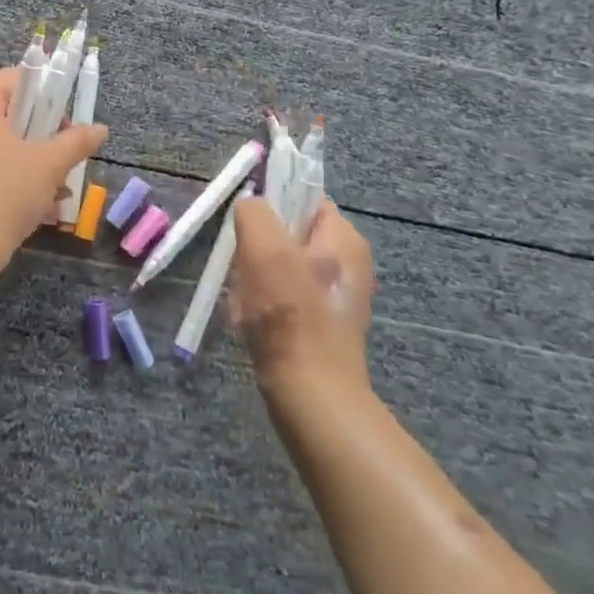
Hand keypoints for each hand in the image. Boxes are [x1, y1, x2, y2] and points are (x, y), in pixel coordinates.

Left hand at [0, 67, 107, 266]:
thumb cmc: (4, 193)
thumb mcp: (49, 165)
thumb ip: (76, 142)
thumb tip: (100, 128)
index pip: (13, 79)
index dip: (44, 92)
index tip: (65, 121)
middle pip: (6, 114)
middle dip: (41, 136)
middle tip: (64, 158)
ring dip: (29, 163)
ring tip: (57, 192)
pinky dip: (7, 180)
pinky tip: (33, 208)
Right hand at [229, 195, 374, 404]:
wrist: (312, 397)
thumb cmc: (290, 316)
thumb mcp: (265, 247)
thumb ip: (255, 212)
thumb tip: (249, 207)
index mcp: (344, 239)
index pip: (303, 196)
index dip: (271, 203)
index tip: (248, 227)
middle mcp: (347, 263)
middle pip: (287, 233)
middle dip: (257, 247)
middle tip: (245, 268)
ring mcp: (335, 296)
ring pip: (278, 266)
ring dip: (253, 278)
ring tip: (246, 301)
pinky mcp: (320, 324)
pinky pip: (281, 297)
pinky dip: (260, 305)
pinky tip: (251, 321)